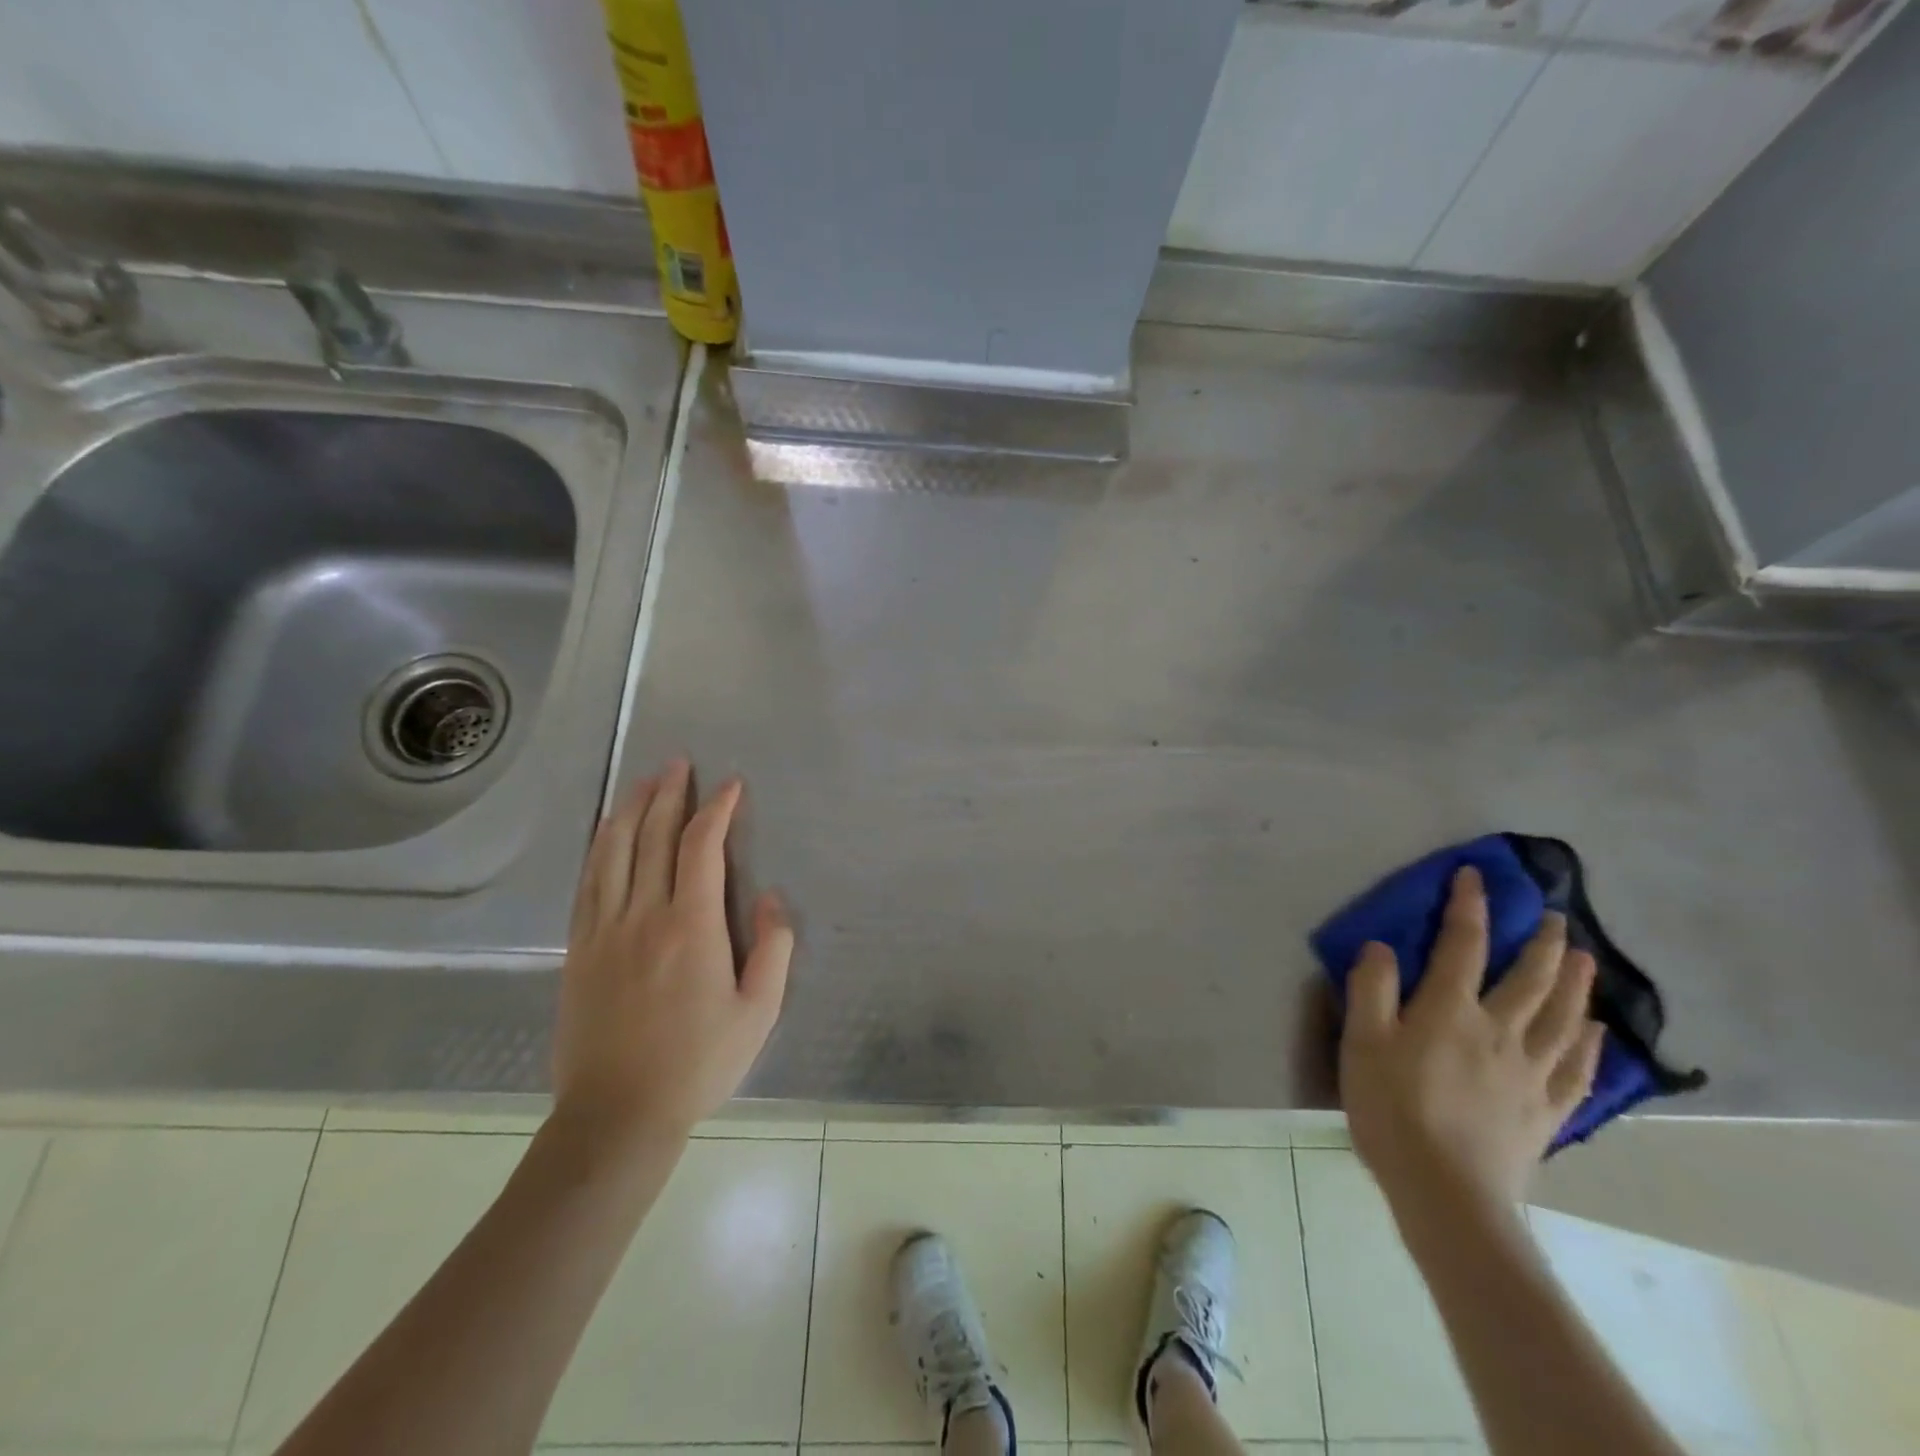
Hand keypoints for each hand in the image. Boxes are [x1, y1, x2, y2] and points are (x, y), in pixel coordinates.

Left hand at [551, 761, 793, 1154]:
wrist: (617, 1115)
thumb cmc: (698, 1063)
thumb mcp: (759, 1012)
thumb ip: (773, 948)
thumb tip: (770, 897)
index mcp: (691, 926)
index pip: (701, 847)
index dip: (716, 809)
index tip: (730, 786)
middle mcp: (643, 915)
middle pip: (653, 837)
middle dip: (669, 794)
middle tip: (680, 764)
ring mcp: (604, 930)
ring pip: (614, 851)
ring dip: (630, 809)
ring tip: (644, 781)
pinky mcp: (578, 949)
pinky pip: (587, 882)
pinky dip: (599, 847)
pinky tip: (607, 832)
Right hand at [1339, 865, 1604, 1212]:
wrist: (1447, 1192)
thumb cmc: (1392, 1110)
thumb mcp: (1362, 1043)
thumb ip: (1371, 989)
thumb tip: (1383, 946)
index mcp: (1449, 1010)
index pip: (1462, 945)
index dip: (1470, 906)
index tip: (1476, 876)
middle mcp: (1498, 1030)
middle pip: (1529, 977)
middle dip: (1543, 942)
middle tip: (1557, 915)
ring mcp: (1530, 1071)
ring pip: (1562, 1016)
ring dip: (1576, 983)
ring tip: (1586, 957)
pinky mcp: (1547, 1110)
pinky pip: (1577, 1068)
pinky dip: (1590, 1044)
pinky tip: (1598, 1032)